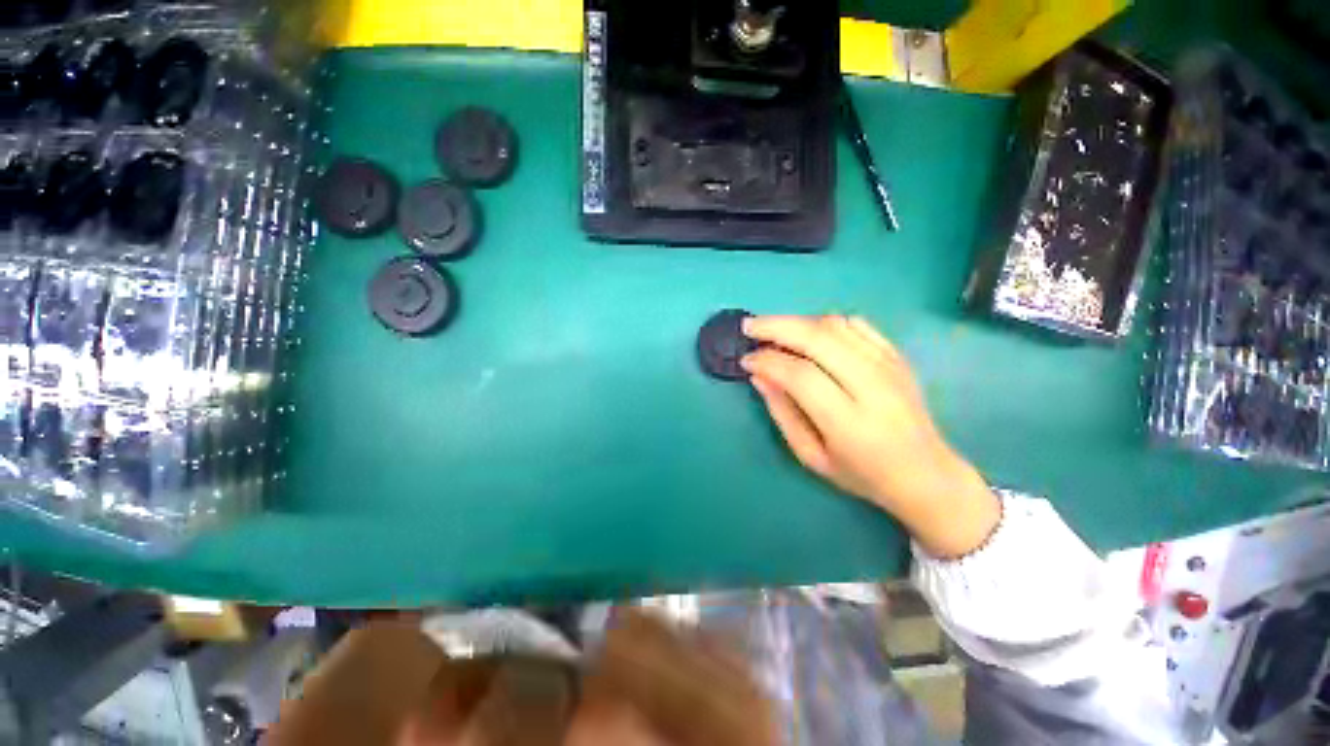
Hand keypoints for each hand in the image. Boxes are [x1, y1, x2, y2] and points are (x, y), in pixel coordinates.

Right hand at [741, 315, 999, 558]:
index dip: (767, 361)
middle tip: (749, 326)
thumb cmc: (862, 473)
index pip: (800, 374)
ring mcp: (889, 366)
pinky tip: (808, 332)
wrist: (926, 473)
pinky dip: (825, 322)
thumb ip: (782, 413)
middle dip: (776, 326)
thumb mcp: (811, 456)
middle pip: (818, 339)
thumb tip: (759, 375)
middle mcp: (872, 386)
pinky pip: (857, 324)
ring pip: (836, 326)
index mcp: (849, 421)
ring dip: (797, 321)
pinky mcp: (897, 356)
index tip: (746, 360)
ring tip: (773, 330)